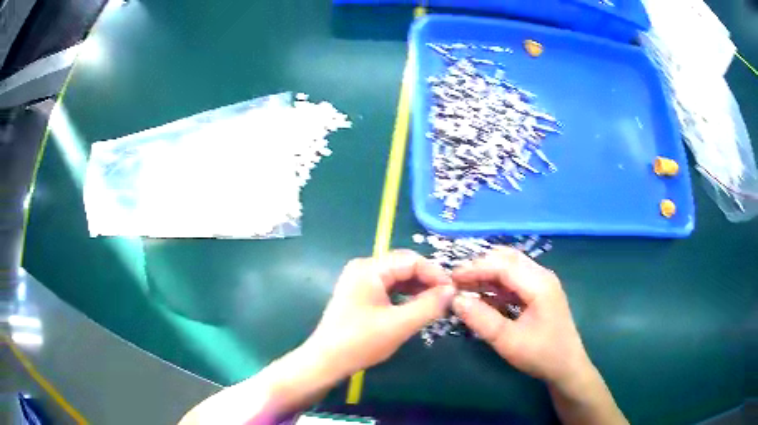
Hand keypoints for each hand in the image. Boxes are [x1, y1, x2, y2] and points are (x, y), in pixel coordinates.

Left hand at [305, 250, 455, 378]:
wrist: (326, 361)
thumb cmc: (360, 342)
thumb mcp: (399, 325)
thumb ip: (428, 305)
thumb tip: (451, 290)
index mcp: (369, 268)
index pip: (411, 260)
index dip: (435, 273)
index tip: (453, 290)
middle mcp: (364, 268)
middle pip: (404, 266)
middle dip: (427, 280)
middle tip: (448, 298)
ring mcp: (360, 281)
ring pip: (397, 277)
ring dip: (418, 288)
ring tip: (437, 303)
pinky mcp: (360, 294)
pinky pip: (389, 288)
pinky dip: (405, 295)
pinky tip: (418, 307)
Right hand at [451, 247, 592, 387]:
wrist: (567, 366)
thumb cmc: (541, 355)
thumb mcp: (508, 341)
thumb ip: (481, 319)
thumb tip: (455, 299)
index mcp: (539, 284)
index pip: (502, 265)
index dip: (474, 269)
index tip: (450, 279)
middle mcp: (542, 275)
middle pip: (507, 259)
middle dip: (480, 266)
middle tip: (455, 282)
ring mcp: (542, 282)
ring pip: (511, 266)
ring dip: (487, 273)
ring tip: (464, 286)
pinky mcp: (540, 291)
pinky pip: (515, 278)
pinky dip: (496, 282)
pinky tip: (482, 295)